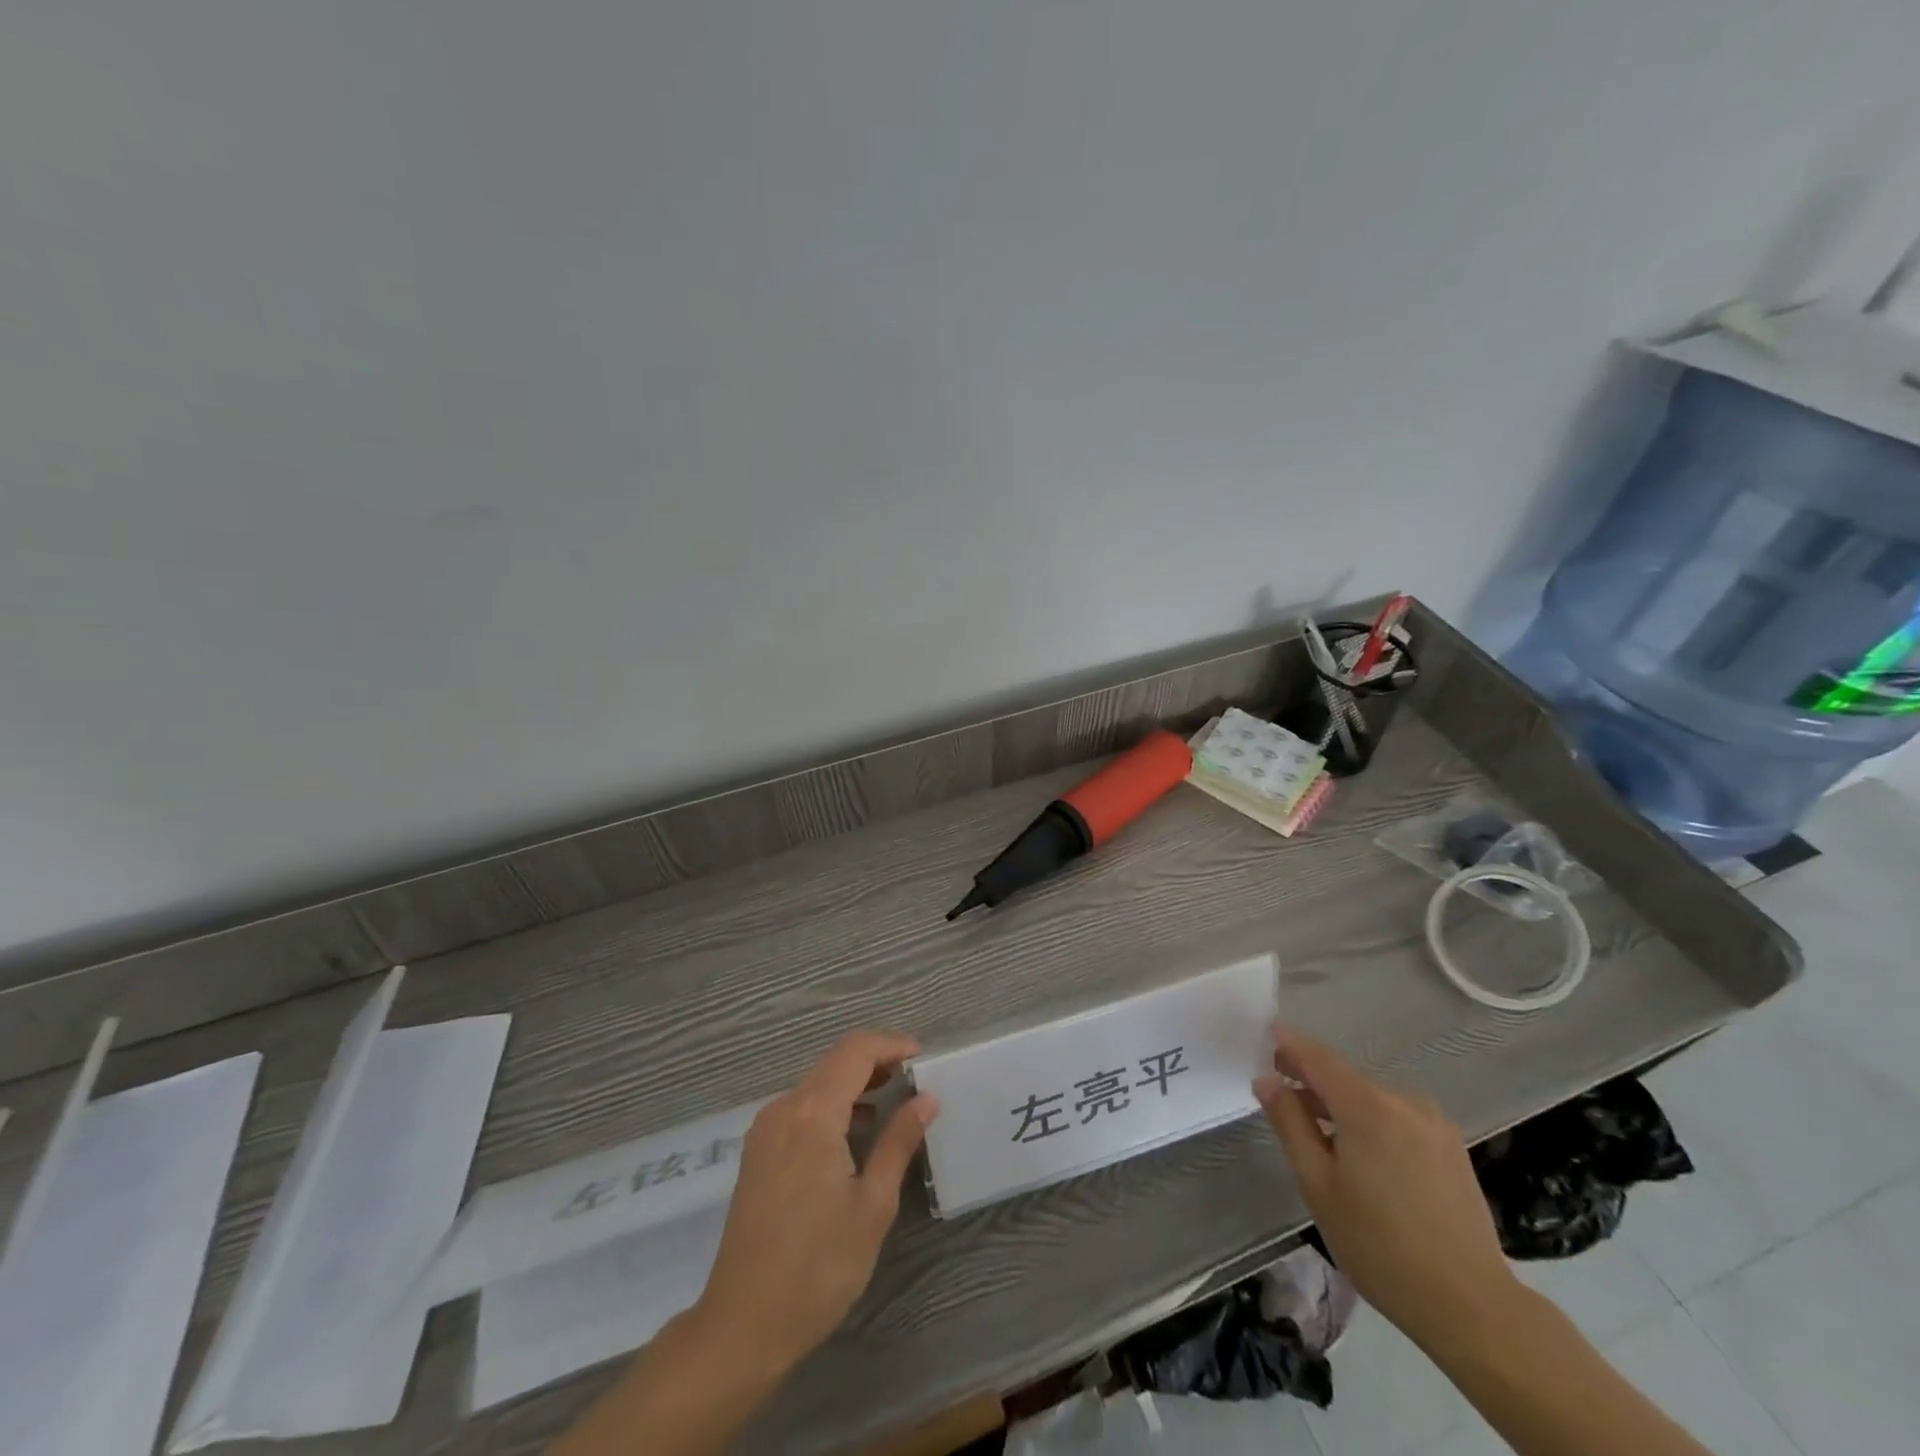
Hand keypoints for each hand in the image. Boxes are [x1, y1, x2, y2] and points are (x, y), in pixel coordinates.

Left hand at [691, 1030, 939, 1381]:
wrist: (742, 1326)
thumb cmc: (817, 1267)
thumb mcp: (872, 1206)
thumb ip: (899, 1142)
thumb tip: (926, 1099)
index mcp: (812, 1114)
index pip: (855, 1052)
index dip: (890, 1045)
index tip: (921, 1056)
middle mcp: (784, 1109)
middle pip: (834, 1063)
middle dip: (875, 1063)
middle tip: (913, 1079)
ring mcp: (765, 1131)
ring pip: (816, 1086)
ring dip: (853, 1085)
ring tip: (892, 1104)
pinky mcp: (758, 1154)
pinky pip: (800, 1110)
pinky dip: (832, 1107)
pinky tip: (854, 1135)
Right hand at [1254, 1027, 1520, 1356]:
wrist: (1471, 1306)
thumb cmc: (1379, 1245)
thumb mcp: (1318, 1185)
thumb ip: (1289, 1124)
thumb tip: (1267, 1080)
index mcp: (1367, 1106)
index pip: (1318, 1057)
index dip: (1289, 1043)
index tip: (1264, 1034)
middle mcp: (1403, 1102)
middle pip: (1345, 1076)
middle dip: (1311, 1078)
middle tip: (1280, 1088)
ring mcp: (1433, 1123)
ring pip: (1372, 1098)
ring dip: (1341, 1103)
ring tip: (1317, 1131)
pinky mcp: (1451, 1146)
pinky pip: (1397, 1117)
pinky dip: (1371, 1120)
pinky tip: (1362, 1154)